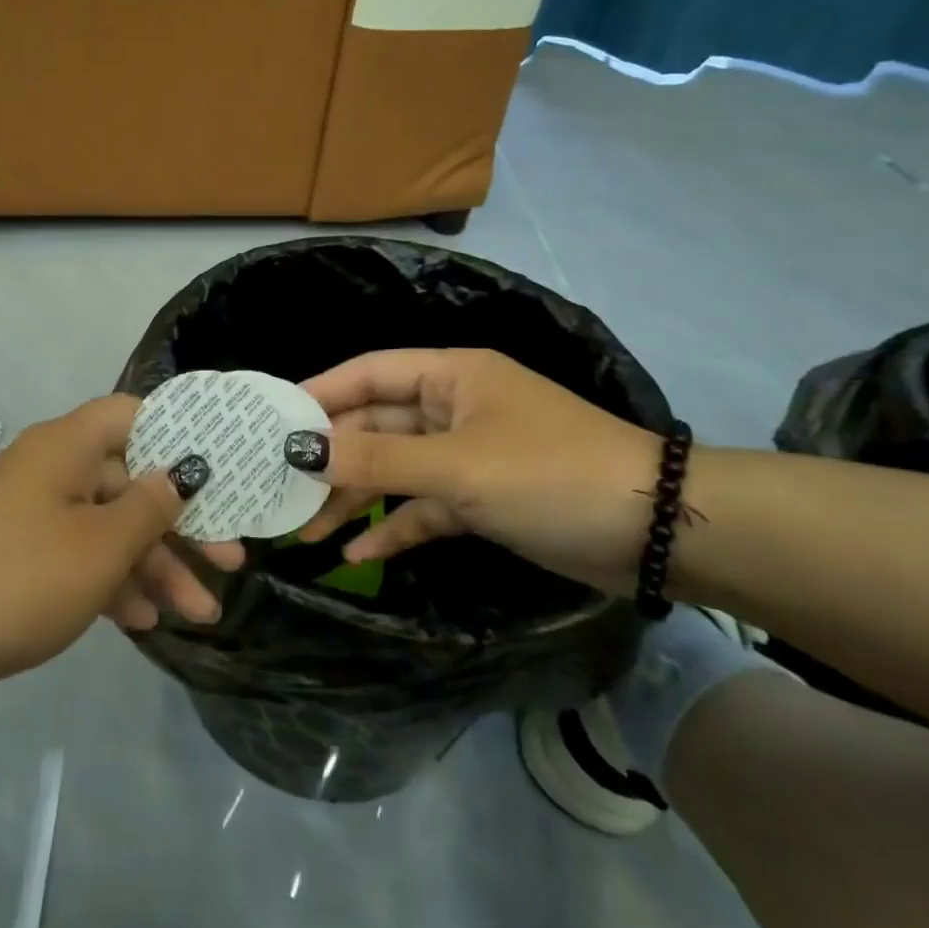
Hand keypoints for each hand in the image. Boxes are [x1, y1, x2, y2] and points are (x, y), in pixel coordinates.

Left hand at [0, 394, 210, 695]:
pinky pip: (81, 554)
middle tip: (230, 561)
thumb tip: (182, 477)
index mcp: (70, 445)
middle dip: (183, 525)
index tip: (221, 468)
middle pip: (134, 482)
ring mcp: (37, 511)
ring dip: (156, 565)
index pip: (136, 415)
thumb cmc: (20, 576)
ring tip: (201, 613)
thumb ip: (152, 507)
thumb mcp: (102, 545)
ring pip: (112, 526)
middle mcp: (56, 467)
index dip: (182, 435)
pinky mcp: (23, 553)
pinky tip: (145, 622)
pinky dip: (113, 581)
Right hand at [284, 349, 662, 592]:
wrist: (656, 532)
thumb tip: (302, 451)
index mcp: (450, 376)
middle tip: (281, 488)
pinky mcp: (482, 499)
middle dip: (333, 458)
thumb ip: (378, 459)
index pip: (369, 373)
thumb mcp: (457, 466)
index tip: (272, 422)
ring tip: (306, 530)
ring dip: (356, 497)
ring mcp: (467, 456)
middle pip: (377, 425)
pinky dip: (394, 527)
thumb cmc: (549, 474)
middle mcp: (453, 408)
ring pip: (396, 470)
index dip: (320, 393)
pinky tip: (357, 554)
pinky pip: (424, 507)